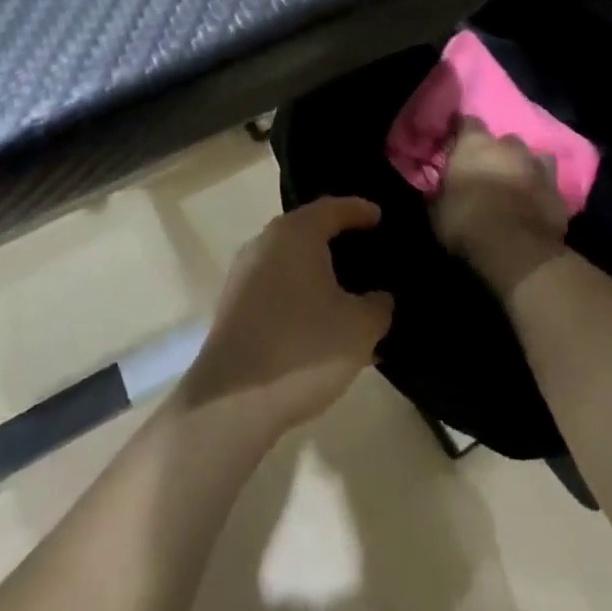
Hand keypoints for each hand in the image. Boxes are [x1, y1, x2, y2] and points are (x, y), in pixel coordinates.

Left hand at [178, 198, 393, 436]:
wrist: (232, 402)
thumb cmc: (303, 349)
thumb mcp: (359, 328)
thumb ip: (378, 305)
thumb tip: (377, 298)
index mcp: (296, 233)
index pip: (333, 208)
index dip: (359, 210)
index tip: (379, 216)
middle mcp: (265, 242)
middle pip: (307, 230)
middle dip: (336, 238)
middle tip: (365, 250)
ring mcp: (244, 274)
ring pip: (289, 260)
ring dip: (316, 270)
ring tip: (346, 289)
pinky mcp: (233, 305)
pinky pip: (275, 284)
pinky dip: (298, 292)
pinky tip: (318, 319)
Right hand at [432, 120, 570, 296]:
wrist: (517, 251)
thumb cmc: (467, 224)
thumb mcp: (437, 212)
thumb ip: (438, 193)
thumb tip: (436, 189)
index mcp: (474, 144)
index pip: (467, 121)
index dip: (461, 131)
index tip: (456, 142)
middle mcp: (508, 147)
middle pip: (503, 140)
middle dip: (496, 153)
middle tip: (487, 171)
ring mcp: (537, 166)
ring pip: (531, 157)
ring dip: (522, 167)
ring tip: (514, 185)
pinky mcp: (557, 191)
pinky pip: (548, 183)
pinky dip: (540, 189)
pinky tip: (534, 203)